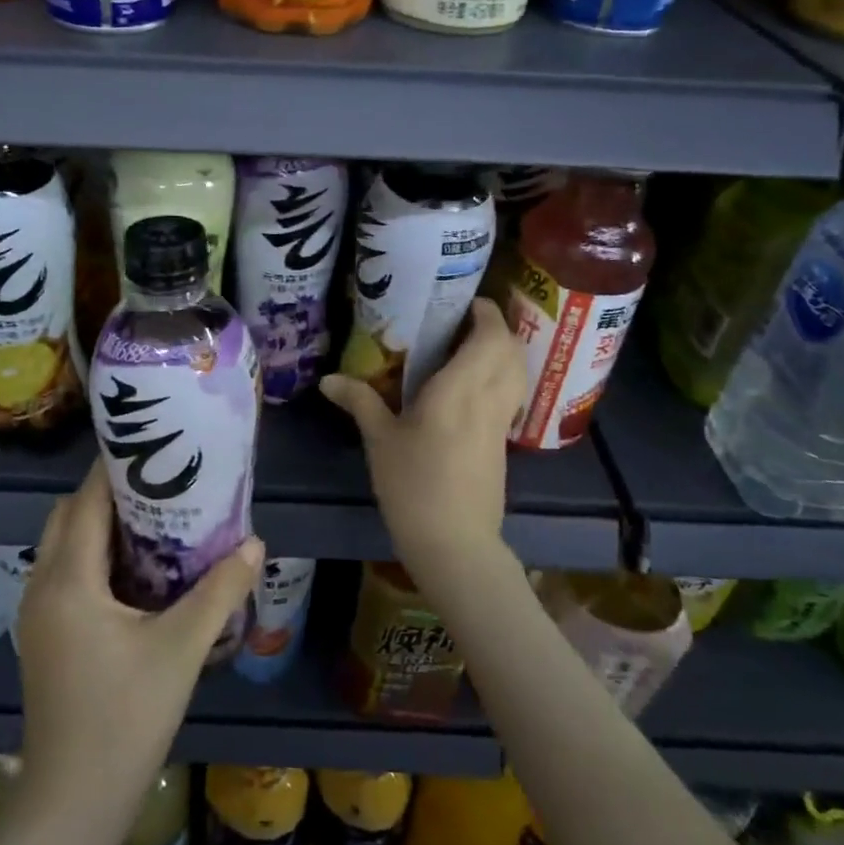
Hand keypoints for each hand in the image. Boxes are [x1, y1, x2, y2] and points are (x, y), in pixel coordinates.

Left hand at [14, 460, 263, 844]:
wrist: (71, 805)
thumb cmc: (125, 720)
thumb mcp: (180, 650)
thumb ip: (218, 592)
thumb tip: (255, 544)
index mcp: (69, 580)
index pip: (87, 501)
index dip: (115, 468)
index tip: (153, 447)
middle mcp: (44, 585)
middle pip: (69, 515)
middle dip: (109, 492)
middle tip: (161, 483)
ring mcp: (38, 613)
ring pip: (65, 545)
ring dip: (101, 525)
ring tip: (155, 520)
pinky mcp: (43, 636)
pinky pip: (65, 573)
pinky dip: (94, 556)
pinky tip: (137, 572)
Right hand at [320, 297, 525, 580]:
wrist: (455, 543)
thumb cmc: (413, 485)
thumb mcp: (379, 440)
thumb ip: (359, 401)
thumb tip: (327, 379)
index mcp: (460, 389)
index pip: (488, 336)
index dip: (484, 312)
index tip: (462, 301)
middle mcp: (488, 398)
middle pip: (509, 349)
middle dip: (494, 327)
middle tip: (461, 321)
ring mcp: (500, 422)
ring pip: (516, 372)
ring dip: (501, 351)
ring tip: (469, 347)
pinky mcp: (502, 443)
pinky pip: (510, 395)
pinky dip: (500, 377)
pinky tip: (472, 387)